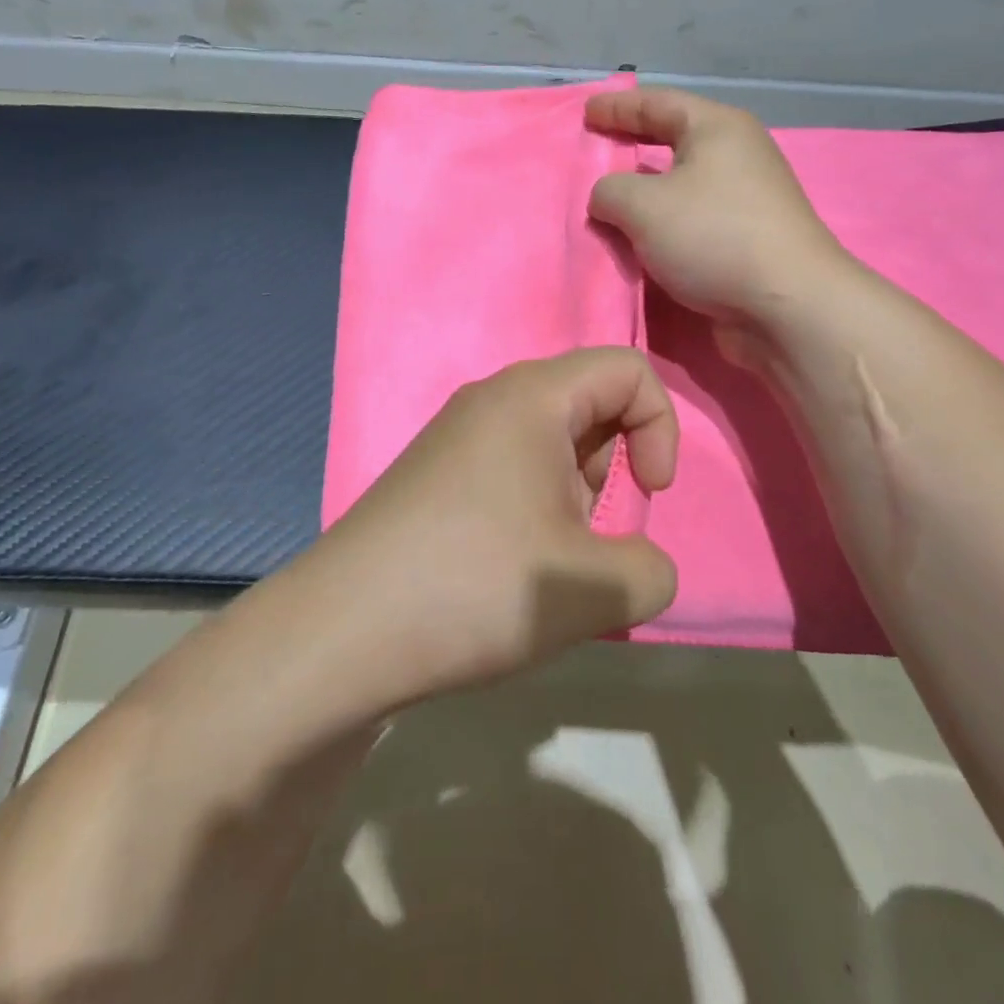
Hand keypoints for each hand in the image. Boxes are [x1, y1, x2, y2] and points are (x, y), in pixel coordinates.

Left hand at [298, 348, 679, 707]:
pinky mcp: (433, 474)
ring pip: (550, 443)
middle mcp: (490, 399)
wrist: (342, 633)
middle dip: (612, 471)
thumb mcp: (592, 590)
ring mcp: (454, 435)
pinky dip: (532, 509)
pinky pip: (510, 468)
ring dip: (572, 498)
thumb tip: (645, 568)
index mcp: (532, 397)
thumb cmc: (476, 587)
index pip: (628, 370)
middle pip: (589, 405)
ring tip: (543, 563)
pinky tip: (504, 570)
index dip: (662, 427)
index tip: (649, 496)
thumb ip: (652, 573)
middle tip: (583, 537)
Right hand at [586, 88, 848, 352]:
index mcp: (718, 129)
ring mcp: (746, 200)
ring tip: (609, 202)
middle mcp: (737, 156)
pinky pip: (692, 221)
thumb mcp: (642, 206)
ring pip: (682, 186)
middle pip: (674, 140)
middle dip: (633, 145)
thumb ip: (609, 192)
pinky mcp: (747, 240)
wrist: (785, 305)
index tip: (586, 112)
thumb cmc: (713, 237)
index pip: (658, 103)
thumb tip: (607, 199)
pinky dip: (663, 226)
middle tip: (597, 150)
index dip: (618, 107)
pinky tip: (639, 240)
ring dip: (646, 194)